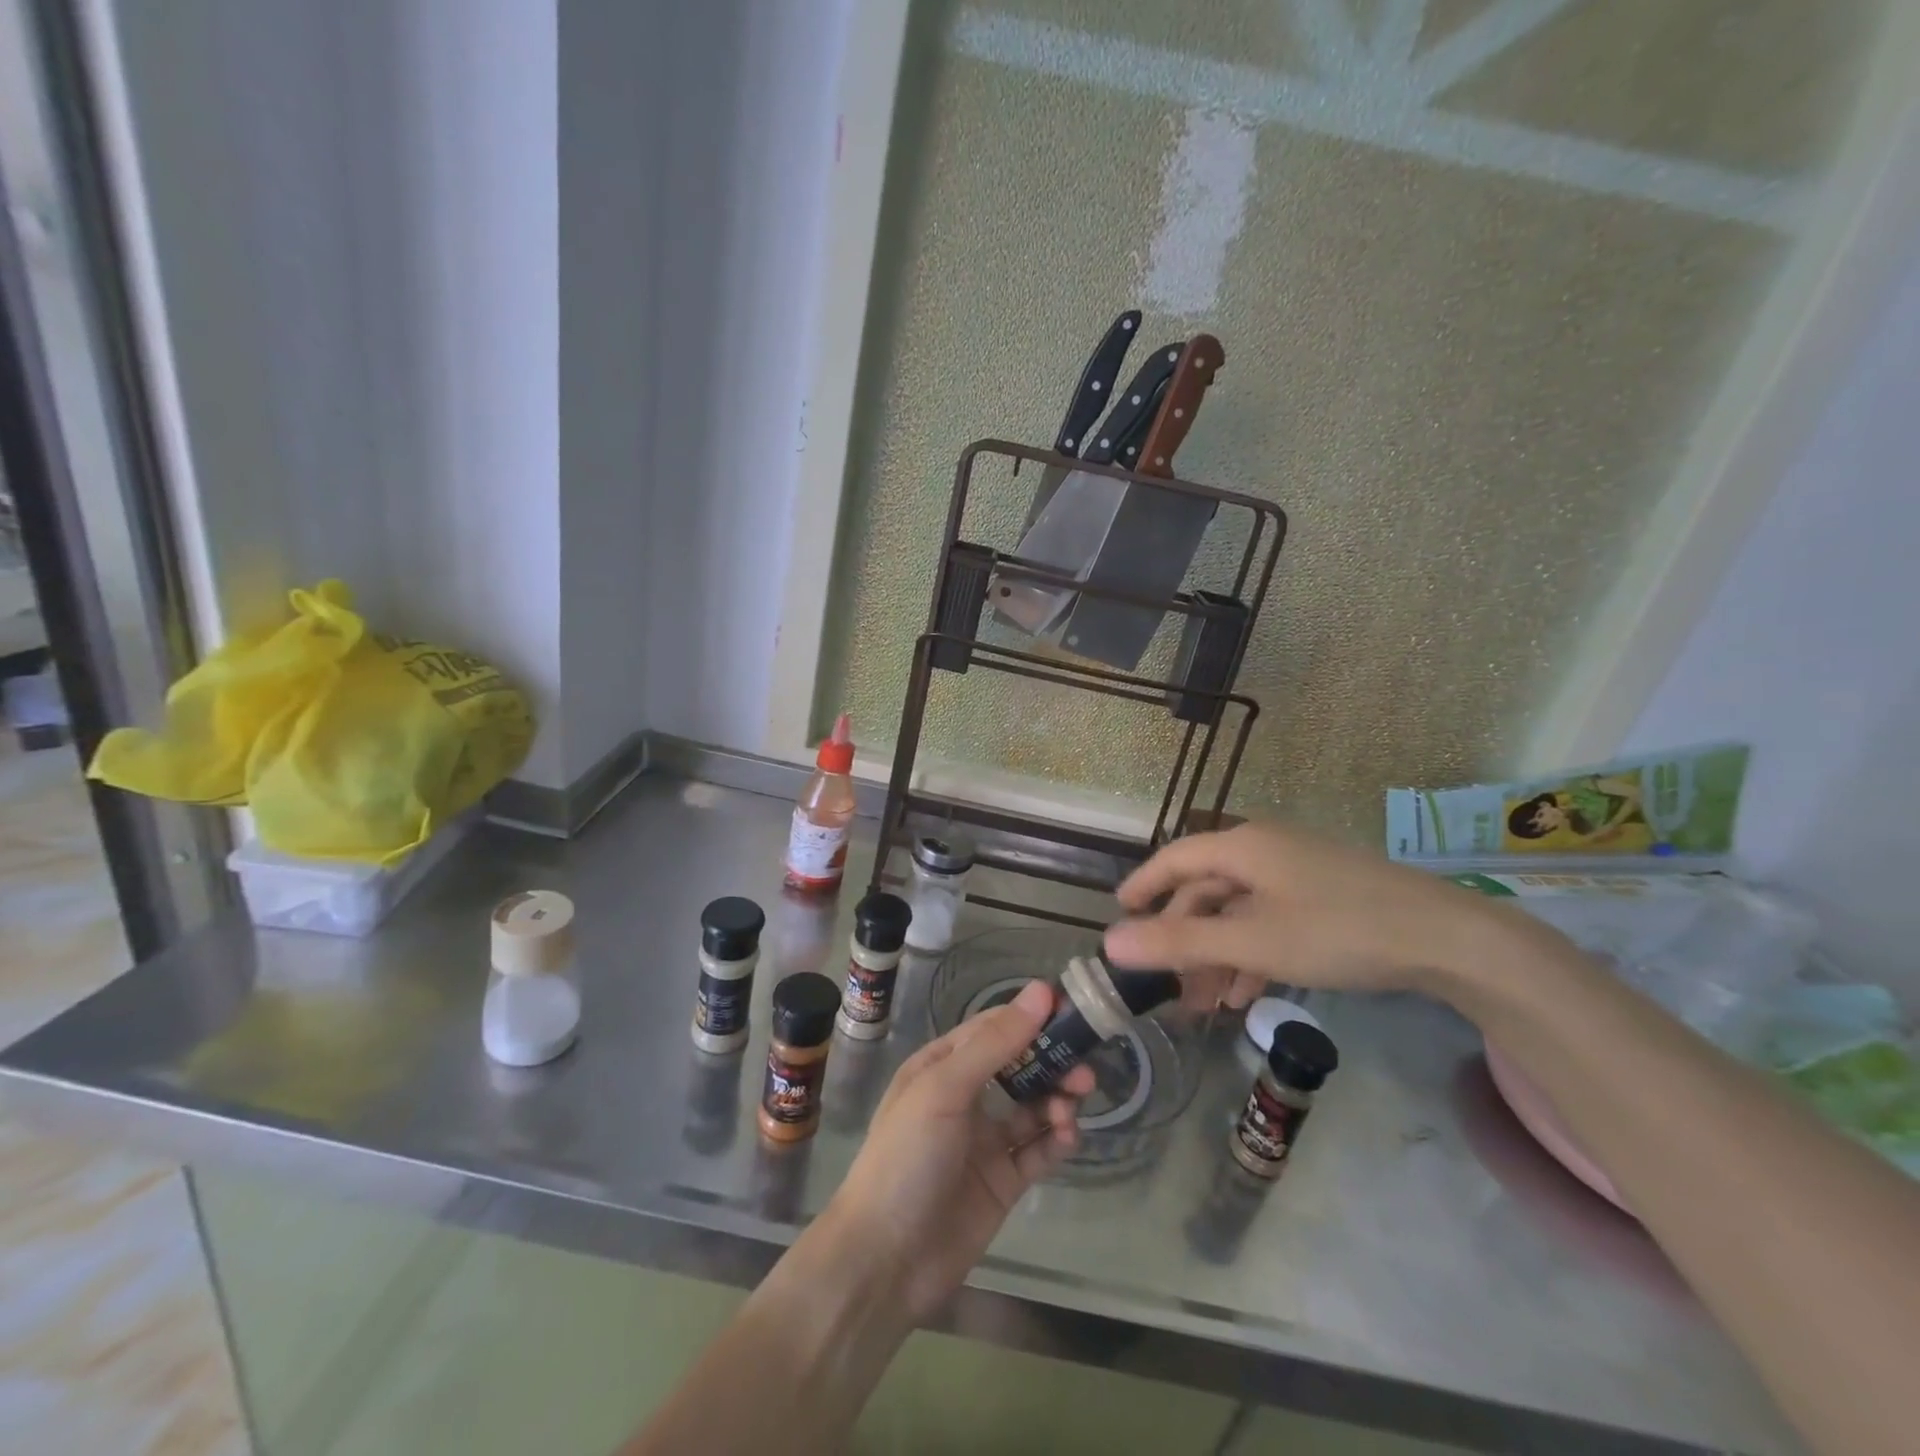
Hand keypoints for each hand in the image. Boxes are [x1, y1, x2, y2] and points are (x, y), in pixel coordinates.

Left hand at [816, 981, 1093, 1323]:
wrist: (885, 1260)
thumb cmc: (907, 1156)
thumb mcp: (945, 1089)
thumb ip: (996, 1043)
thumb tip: (1040, 991)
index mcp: (942, 1066)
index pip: (994, 1028)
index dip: (1030, 1017)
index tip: (1071, 1010)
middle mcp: (965, 1097)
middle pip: (1020, 1066)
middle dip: (1052, 1062)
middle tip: (1085, 1069)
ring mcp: (985, 1141)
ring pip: (1034, 1107)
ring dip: (1057, 1100)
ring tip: (1072, 1106)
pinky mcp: (1003, 1182)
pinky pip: (1038, 1151)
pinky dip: (1057, 1140)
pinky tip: (1067, 1137)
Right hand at [1104, 822, 1511, 1004]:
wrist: (1448, 939)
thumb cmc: (1337, 931)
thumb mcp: (1252, 942)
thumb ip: (1180, 943)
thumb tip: (1111, 942)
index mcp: (1242, 846)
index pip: (1174, 859)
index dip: (1144, 886)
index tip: (1119, 913)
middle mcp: (1265, 850)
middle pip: (1206, 890)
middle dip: (1185, 938)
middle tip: (1168, 984)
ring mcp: (1297, 872)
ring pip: (1239, 910)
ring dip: (1218, 954)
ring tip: (1207, 1003)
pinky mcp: (1324, 894)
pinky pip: (1270, 919)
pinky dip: (1252, 952)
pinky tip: (1248, 994)